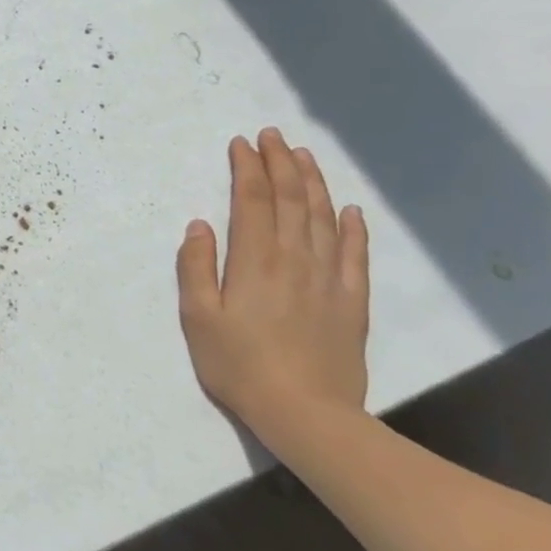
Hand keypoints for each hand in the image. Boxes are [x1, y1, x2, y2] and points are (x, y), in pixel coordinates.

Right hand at [176, 129, 370, 438]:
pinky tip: (350, 210)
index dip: (247, 168)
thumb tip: (199, 225)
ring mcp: (329, 280)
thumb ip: (196, 267)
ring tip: (304, 157)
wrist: (307, 415)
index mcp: (255, 260)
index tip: (241, 144)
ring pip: (323, 218)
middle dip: (280, 164)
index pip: (253, 201)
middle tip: (272, 136)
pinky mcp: (352, 303)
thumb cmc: (239, 365)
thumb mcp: (198, 317)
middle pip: (291, 200)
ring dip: (314, 183)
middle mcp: (295, 259)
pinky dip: (353, 228)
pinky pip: (355, 255)